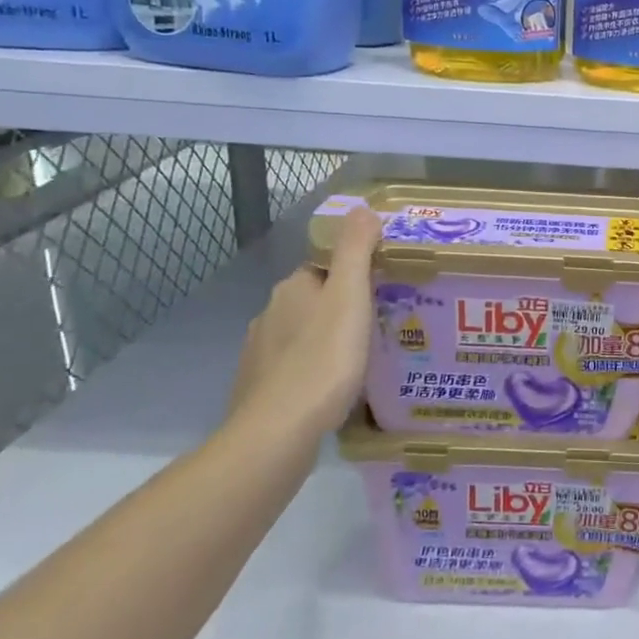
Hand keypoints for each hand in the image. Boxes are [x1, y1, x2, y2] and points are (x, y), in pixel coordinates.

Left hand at [223, 206, 380, 457]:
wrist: (279, 430)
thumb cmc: (324, 358)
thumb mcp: (350, 296)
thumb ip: (355, 250)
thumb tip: (361, 208)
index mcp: (293, 288)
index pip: (323, 268)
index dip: (351, 275)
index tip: (380, 290)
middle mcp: (269, 313)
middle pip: (312, 301)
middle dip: (339, 309)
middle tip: (377, 325)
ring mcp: (259, 352)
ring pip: (300, 335)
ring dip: (324, 341)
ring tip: (359, 359)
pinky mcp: (258, 387)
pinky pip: (292, 367)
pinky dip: (311, 371)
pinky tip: (331, 389)